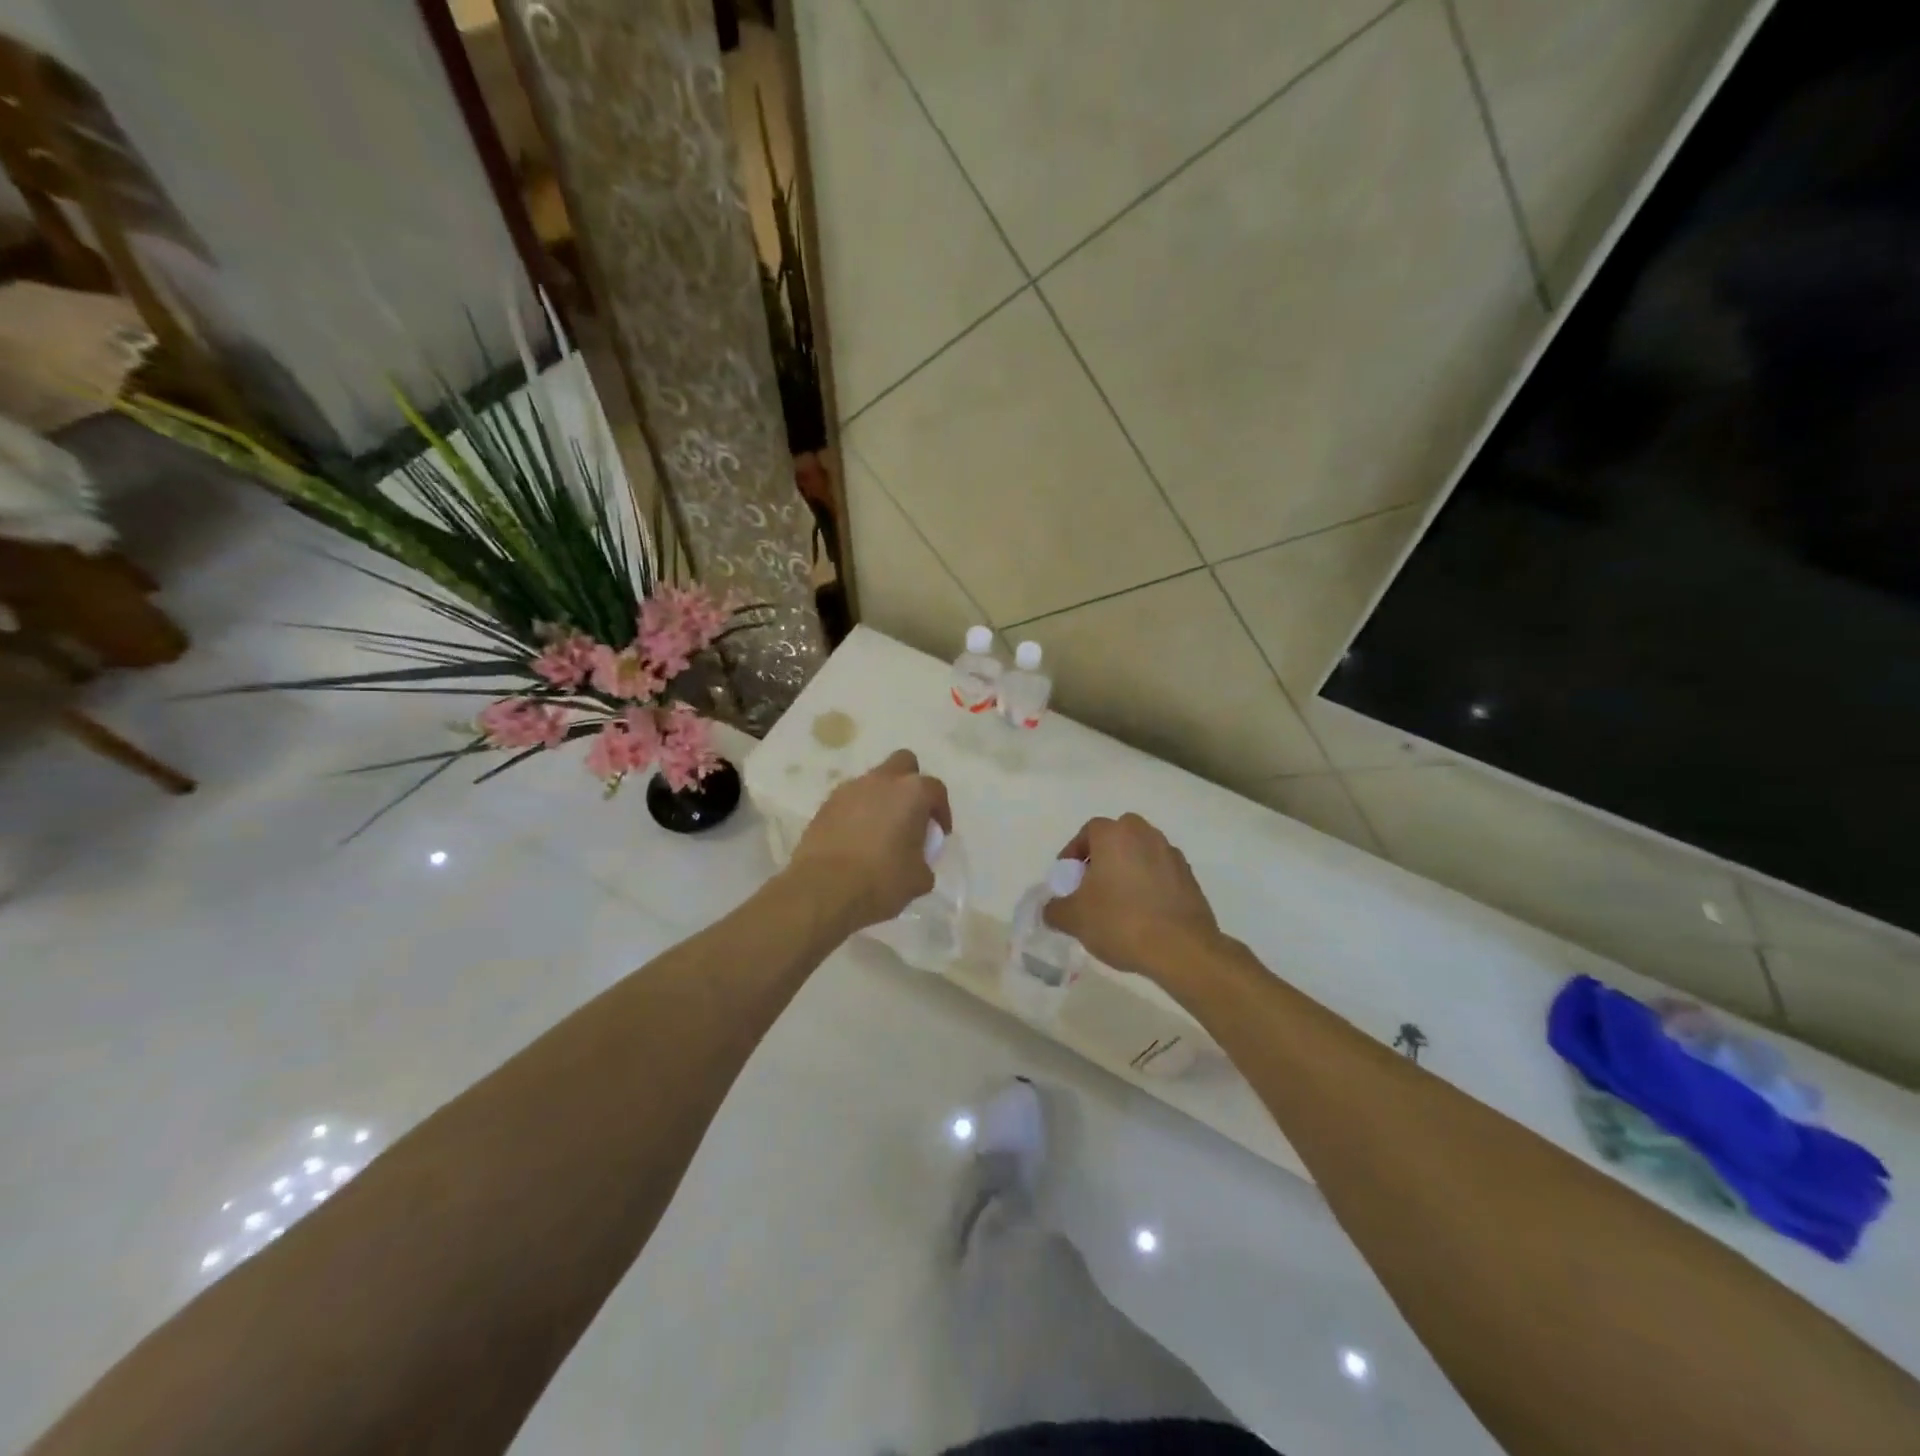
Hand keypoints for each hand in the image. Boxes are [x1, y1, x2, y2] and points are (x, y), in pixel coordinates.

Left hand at [786, 748, 952, 931]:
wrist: (823, 890)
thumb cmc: (881, 880)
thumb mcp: (919, 878)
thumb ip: (924, 860)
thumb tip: (918, 860)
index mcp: (912, 793)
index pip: (935, 789)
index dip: (941, 810)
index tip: (939, 833)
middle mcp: (881, 781)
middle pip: (903, 763)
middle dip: (910, 783)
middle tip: (911, 814)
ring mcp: (849, 790)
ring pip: (872, 781)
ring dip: (881, 798)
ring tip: (880, 831)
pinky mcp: (825, 805)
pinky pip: (849, 800)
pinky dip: (857, 812)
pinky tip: (856, 839)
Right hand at [1043, 813, 1220, 980]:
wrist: (1181, 948)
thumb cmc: (1120, 921)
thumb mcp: (1074, 919)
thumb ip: (1055, 909)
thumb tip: (1051, 909)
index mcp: (1114, 835)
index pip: (1088, 832)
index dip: (1074, 853)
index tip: (1068, 878)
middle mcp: (1144, 835)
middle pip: (1117, 838)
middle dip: (1103, 857)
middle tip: (1092, 885)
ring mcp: (1171, 854)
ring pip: (1141, 854)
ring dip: (1127, 870)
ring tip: (1118, 902)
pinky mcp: (1189, 877)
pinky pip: (1161, 873)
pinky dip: (1149, 885)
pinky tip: (1143, 913)